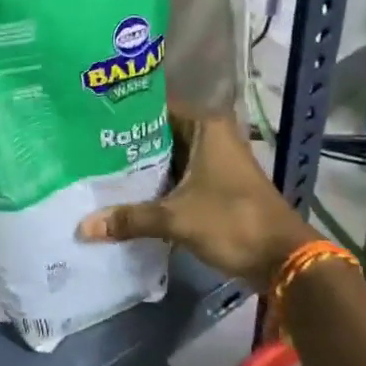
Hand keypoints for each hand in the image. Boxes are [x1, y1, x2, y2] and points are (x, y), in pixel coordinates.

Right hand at [76, 100, 317, 287]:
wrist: (282, 258)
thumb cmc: (232, 222)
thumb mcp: (176, 219)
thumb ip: (130, 219)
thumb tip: (82, 227)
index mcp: (205, 126)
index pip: (156, 107)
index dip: (124, 114)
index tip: (89, 120)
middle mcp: (210, 135)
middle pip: (160, 133)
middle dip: (127, 144)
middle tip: (85, 147)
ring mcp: (214, 160)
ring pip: (168, 157)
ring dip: (141, 168)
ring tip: (97, 169)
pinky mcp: (215, 184)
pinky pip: (178, 176)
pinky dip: (156, 185)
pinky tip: (125, 194)